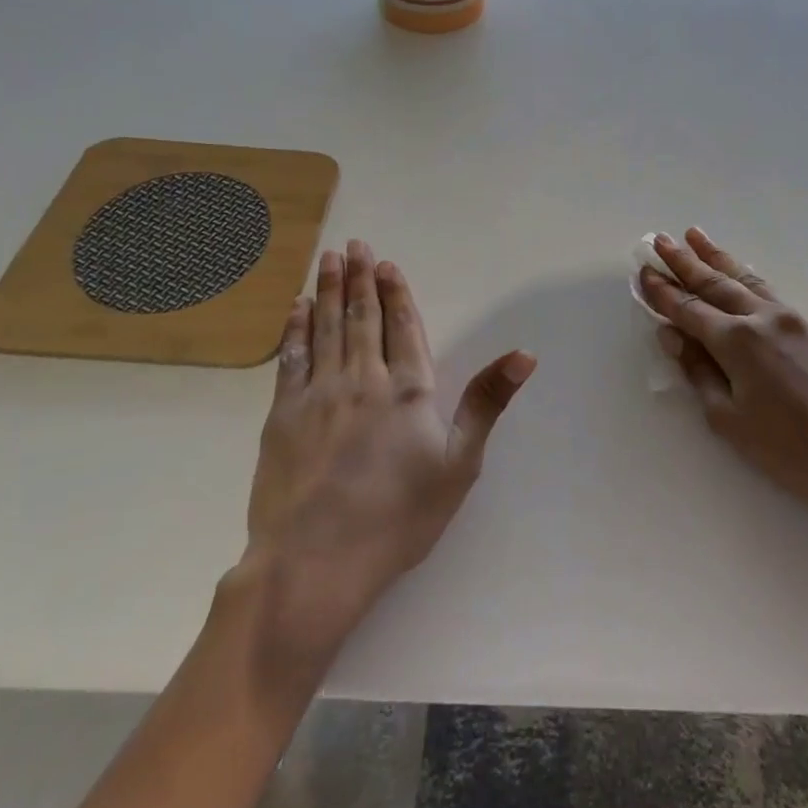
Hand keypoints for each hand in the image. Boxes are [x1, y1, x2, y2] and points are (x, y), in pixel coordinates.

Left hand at [236, 240, 534, 669]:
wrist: (314, 562)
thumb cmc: (398, 518)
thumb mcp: (459, 465)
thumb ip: (487, 403)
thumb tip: (524, 354)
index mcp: (408, 390)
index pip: (403, 328)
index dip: (396, 293)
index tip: (387, 264)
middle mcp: (363, 380)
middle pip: (362, 318)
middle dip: (360, 279)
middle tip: (354, 245)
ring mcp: (319, 394)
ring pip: (327, 328)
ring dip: (329, 290)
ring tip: (329, 258)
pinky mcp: (283, 415)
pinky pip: (291, 357)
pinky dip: (296, 328)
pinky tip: (298, 308)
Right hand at [639, 229, 807, 529]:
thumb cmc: (785, 450)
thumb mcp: (727, 418)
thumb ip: (697, 370)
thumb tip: (672, 335)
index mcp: (737, 341)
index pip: (689, 309)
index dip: (663, 292)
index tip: (643, 271)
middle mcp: (763, 318)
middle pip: (715, 283)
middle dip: (685, 261)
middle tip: (660, 239)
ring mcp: (791, 319)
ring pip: (745, 279)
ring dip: (717, 257)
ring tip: (694, 235)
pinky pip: (768, 291)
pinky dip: (745, 276)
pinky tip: (737, 271)